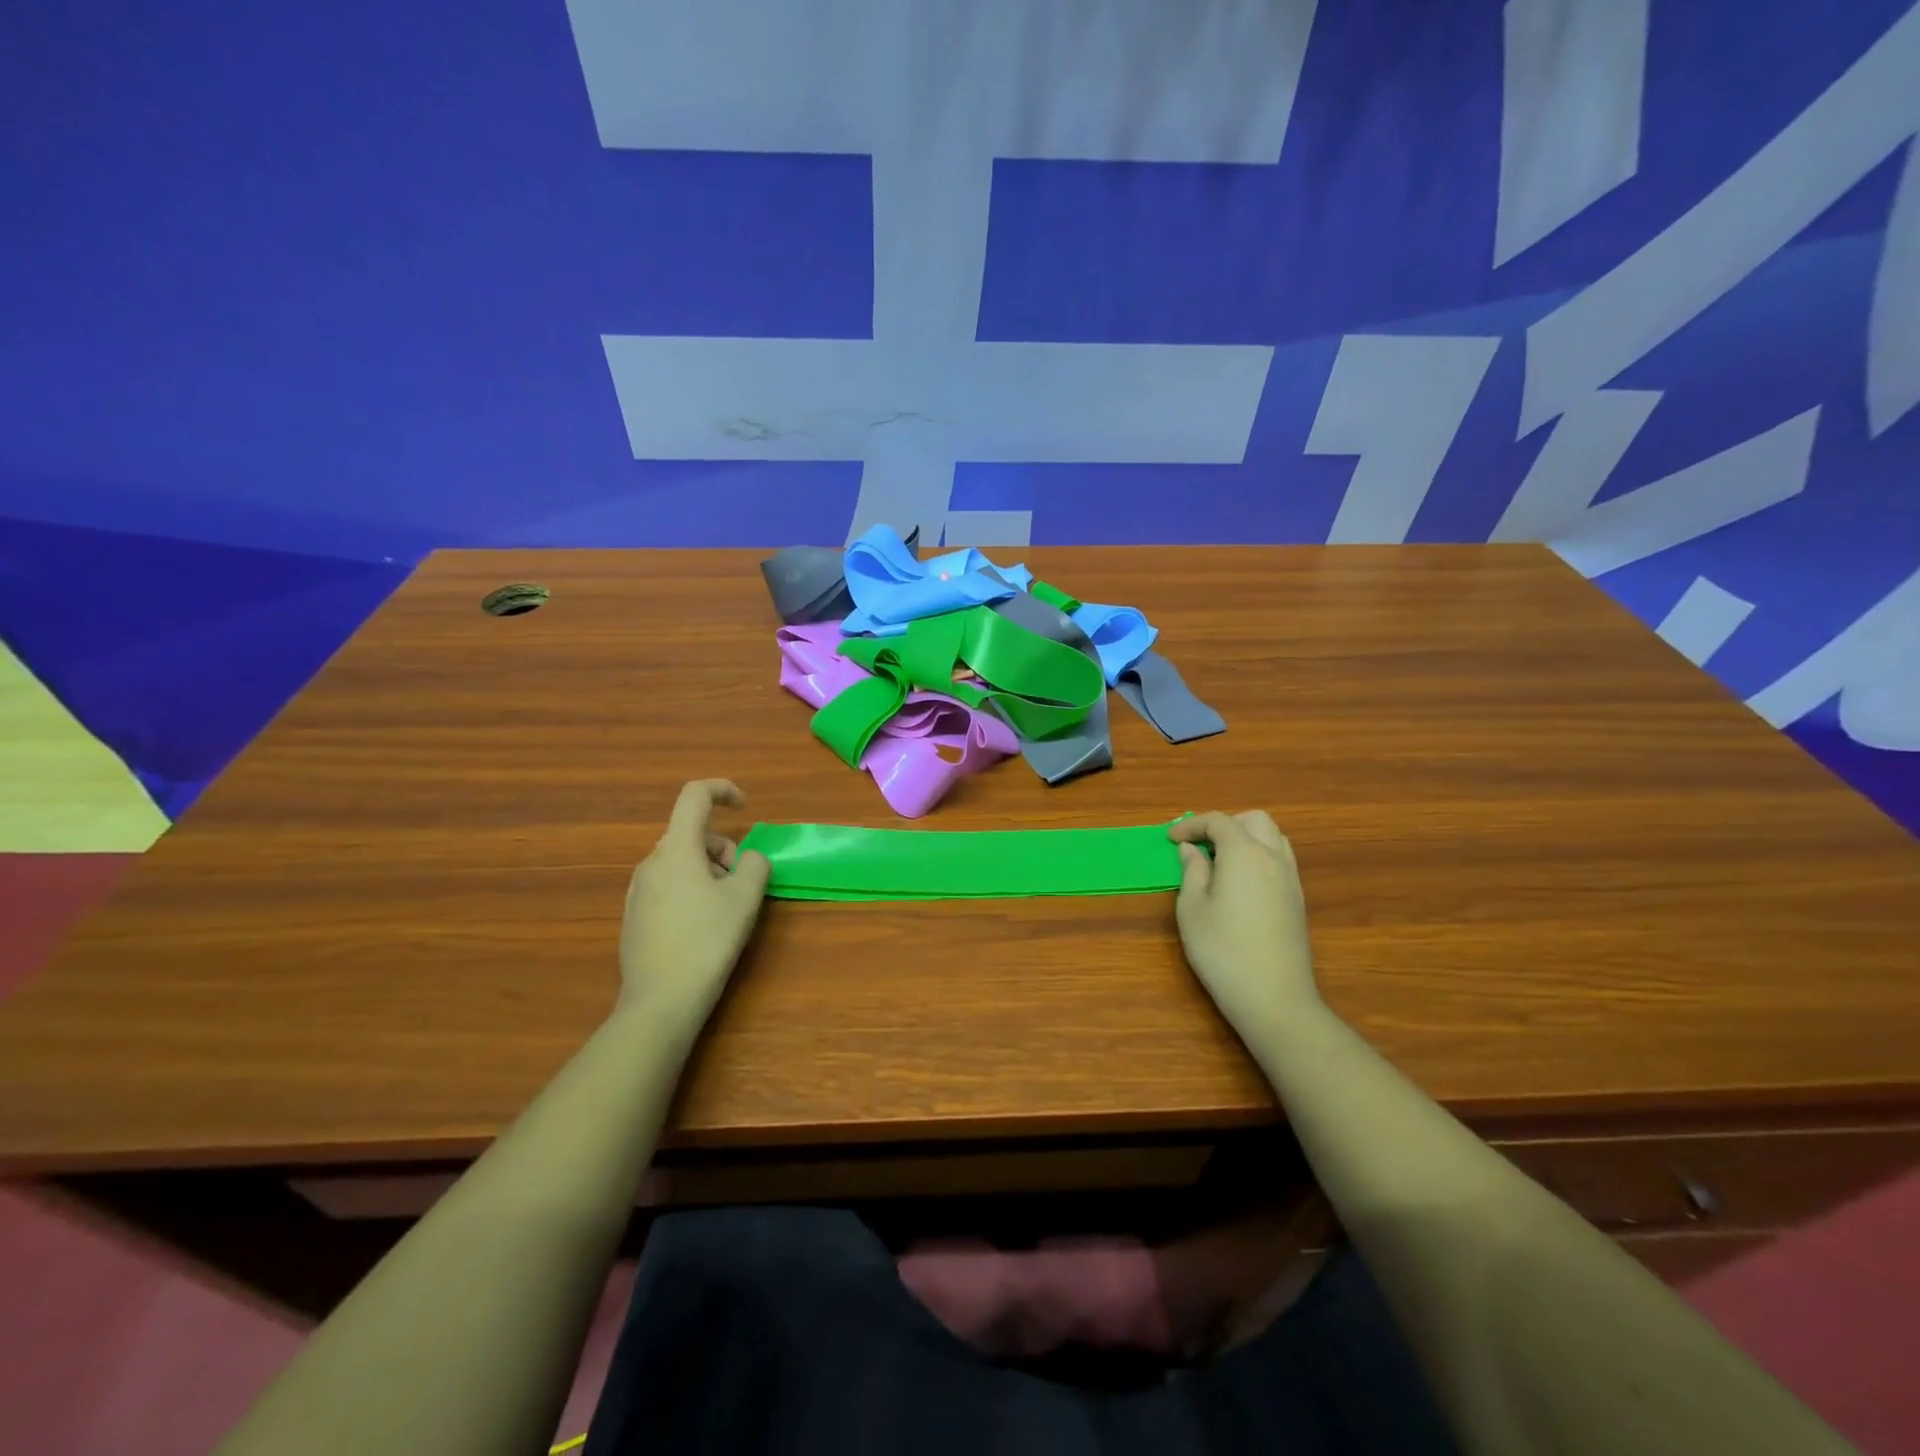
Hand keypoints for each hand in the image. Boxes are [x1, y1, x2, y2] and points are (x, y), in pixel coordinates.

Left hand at [617, 780, 770, 1031]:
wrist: (660, 1002)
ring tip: (725, 909)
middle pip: (692, 834)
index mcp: (676, 849)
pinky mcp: (634, 916)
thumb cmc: (707, 942)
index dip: (723, 789)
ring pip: (681, 861)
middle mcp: (651, 862)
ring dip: (709, 871)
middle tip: (742, 883)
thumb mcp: (745, 899)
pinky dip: (691, 890)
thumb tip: (748, 860)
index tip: (745, 807)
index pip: (695, 795)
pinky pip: (668, 885)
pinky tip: (701, 928)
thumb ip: (755, 865)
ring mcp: (638, 890)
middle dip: (724, 849)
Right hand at [1167, 811, 1320, 1044]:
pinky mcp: (1298, 901)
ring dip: (1246, 838)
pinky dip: (1259, 856)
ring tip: (1221, 861)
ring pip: (1273, 838)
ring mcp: (1291, 879)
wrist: (1275, 998)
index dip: (1191, 825)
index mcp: (1244, 854)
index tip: (1171, 839)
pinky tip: (1240, 883)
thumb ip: (1192, 872)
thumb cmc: (1222, 951)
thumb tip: (1192, 850)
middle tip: (1201, 845)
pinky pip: (1280, 860)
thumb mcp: (1192, 909)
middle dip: (1225, 824)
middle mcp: (1273, 858)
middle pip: (1254, 820)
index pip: (1219, 821)